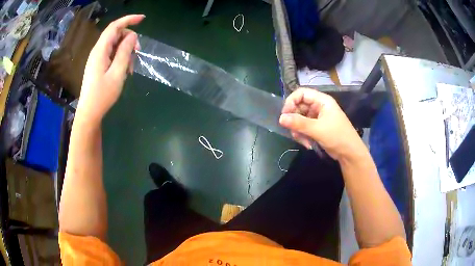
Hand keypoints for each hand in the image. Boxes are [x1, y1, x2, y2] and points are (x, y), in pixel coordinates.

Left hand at [77, 15, 144, 123]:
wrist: (89, 113)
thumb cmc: (102, 95)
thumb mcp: (117, 73)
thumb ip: (124, 52)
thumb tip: (132, 36)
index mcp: (100, 50)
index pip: (114, 27)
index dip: (128, 19)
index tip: (143, 19)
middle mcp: (98, 51)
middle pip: (116, 35)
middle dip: (129, 39)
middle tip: (138, 52)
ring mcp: (97, 58)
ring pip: (115, 45)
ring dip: (126, 51)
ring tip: (131, 68)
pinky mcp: (98, 65)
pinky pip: (112, 54)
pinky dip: (120, 58)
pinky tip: (124, 70)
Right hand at [279, 88, 364, 160]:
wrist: (350, 153)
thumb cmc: (337, 137)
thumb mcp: (317, 129)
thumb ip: (299, 123)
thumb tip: (281, 118)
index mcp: (322, 101)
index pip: (301, 93)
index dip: (291, 102)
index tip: (285, 115)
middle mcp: (319, 106)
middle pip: (299, 107)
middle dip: (294, 120)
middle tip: (293, 131)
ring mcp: (318, 117)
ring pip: (300, 119)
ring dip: (298, 130)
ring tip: (303, 141)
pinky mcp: (317, 127)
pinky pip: (304, 127)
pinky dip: (303, 135)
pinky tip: (307, 144)